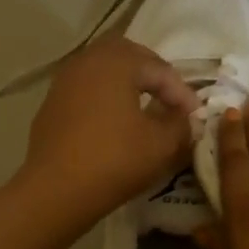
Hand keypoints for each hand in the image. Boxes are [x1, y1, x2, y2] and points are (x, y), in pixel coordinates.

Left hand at [19, 36, 198, 222]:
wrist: (55, 191)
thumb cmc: (115, 160)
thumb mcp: (162, 144)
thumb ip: (181, 124)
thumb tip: (185, 118)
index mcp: (117, 61)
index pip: (159, 68)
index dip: (182, 93)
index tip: (196, 117)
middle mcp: (88, 61)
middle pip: (129, 56)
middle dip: (153, 75)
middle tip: (171, 99)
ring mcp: (64, 81)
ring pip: (104, 70)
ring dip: (128, 84)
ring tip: (146, 108)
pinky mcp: (52, 104)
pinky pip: (86, 89)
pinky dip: (105, 97)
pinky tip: (115, 122)